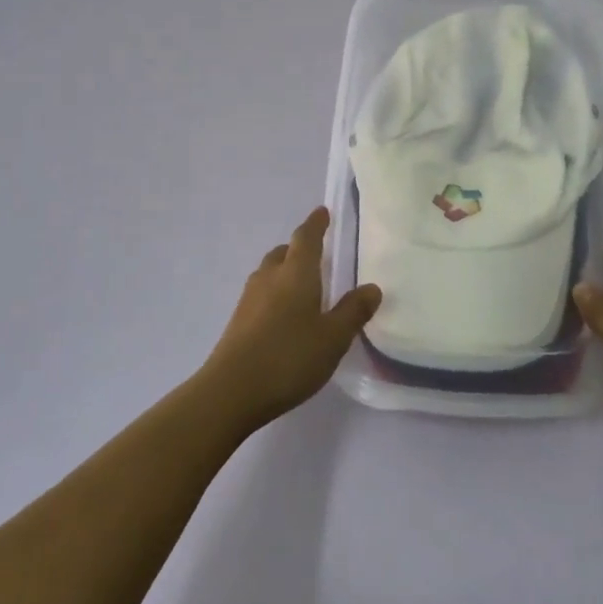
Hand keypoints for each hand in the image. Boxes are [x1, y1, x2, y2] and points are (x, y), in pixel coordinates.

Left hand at [200, 207, 381, 430]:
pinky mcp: (238, 321)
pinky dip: (274, 293)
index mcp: (296, 273)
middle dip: (299, 249)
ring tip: (302, 286)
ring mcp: (249, 299)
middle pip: (283, 252)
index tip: (322, 212)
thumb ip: (353, 311)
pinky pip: (261, 294)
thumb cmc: (289, 357)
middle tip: (316, 254)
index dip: (315, 224)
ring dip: (284, 271)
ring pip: (269, 272)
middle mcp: (270, 277)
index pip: (306, 237)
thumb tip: (372, 287)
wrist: (230, 391)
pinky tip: (284, 316)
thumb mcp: (333, 338)